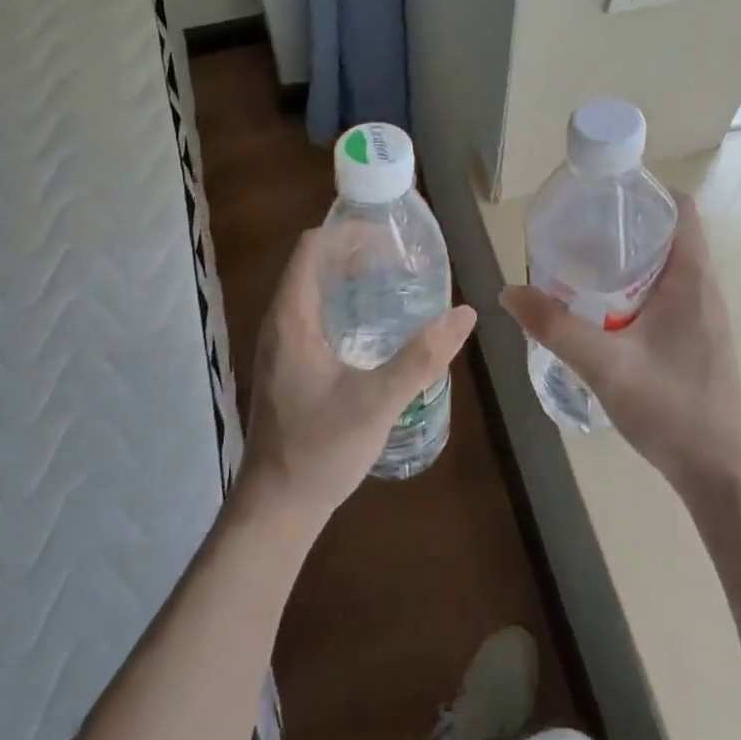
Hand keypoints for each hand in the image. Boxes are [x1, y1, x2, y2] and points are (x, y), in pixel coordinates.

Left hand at [239, 229, 475, 527]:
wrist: (276, 507)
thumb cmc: (319, 450)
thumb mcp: (376, 403)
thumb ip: (421, 358)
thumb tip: (465, 314)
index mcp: (291, 318)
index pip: (312, 247)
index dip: (348, 232)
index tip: (390, 237)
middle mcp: (280, 323)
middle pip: (314, 264)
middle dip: (355, 252)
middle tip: (401, 259)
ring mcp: (281, 345)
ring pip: (313, 290)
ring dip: (349, 278)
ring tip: (393, 282)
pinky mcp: (288, 365)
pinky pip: (314, 315)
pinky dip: (343, 304)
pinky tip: (374, 326)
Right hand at [501, 194, 740, 502]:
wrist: (720, 472)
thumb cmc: (671, 408)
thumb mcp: (605, 365)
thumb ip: (556, 327)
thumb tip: (509, 291)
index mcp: (692, 278)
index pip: (680, 208)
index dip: (645, 191)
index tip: (602, 194)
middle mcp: (703, 287)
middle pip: (669, 232)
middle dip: (625, 222)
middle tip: (577, 227)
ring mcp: (703, 314)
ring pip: (667, 264)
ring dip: (629, 256)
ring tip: (581, 261)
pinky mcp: (696, 337)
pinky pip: (667, 291)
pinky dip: (636, 285)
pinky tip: (601, 307)